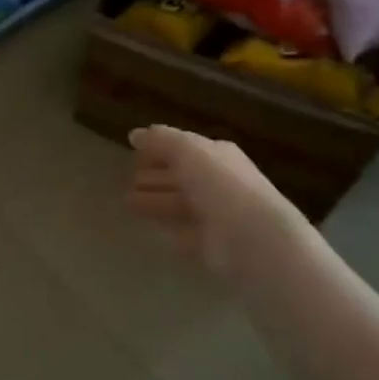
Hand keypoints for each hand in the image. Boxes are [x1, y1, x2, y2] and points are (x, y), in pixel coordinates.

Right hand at [127, 126, 290, 275]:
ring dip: (154, 202)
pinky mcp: (210, 245)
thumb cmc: (219, 184)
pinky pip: (184, 233)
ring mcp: (216, 216)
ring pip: (179, 205)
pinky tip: (152, 228)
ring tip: (127, 203)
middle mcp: (219, 183)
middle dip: (155, 178)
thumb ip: (161, 140)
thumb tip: (135, 134)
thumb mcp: (187, 150)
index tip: (134, 153)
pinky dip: (169, 229)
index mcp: (218, 156)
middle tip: (128, 181)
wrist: (251, 237)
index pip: (185, 149)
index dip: (160, 149)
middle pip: (181, 178)